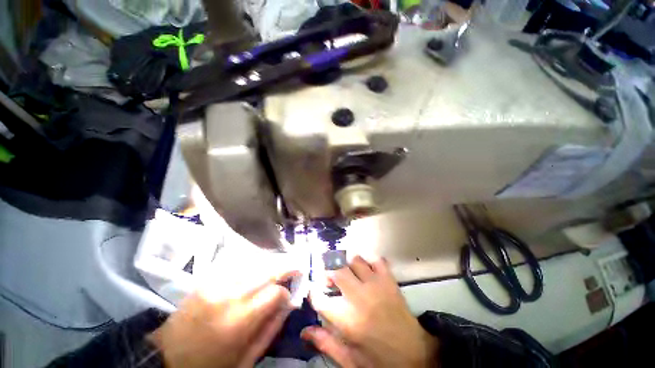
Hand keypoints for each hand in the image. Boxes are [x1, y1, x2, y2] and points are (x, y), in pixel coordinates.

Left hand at [148, 270, 296, 367]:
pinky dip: (254, 262)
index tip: (289, 296)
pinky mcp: (208, 278)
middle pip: (268, 270)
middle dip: (287, 266)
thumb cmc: (208, 365)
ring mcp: (217, 282)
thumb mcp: (245, 360)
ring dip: (272, 262)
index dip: (286, 293)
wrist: (166, 356)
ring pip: (255, 262)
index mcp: (239, 320)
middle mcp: (230, 294)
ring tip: (281, 265)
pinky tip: (259, 265)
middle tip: (297, 265)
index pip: (275, 292)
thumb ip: (271, 329)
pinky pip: (239, 262)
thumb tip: (289, 304)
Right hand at [302, 256, 438, 367]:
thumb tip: (305, 331)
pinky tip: (366, 269)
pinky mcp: (389, 280)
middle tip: (329, 280)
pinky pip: (376, 259)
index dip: (314, 293)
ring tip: (346, 272)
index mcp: (348, 320)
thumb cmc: (380, 361)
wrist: (415, 355)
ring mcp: (376, 284)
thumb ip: (326, 343)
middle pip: (336, 270)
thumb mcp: (351, 360)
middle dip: (327, 272)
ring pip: (354, 260)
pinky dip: (369, 260)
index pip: (321, 299)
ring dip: (346, 264)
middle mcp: (359, 296)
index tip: (314, 292)